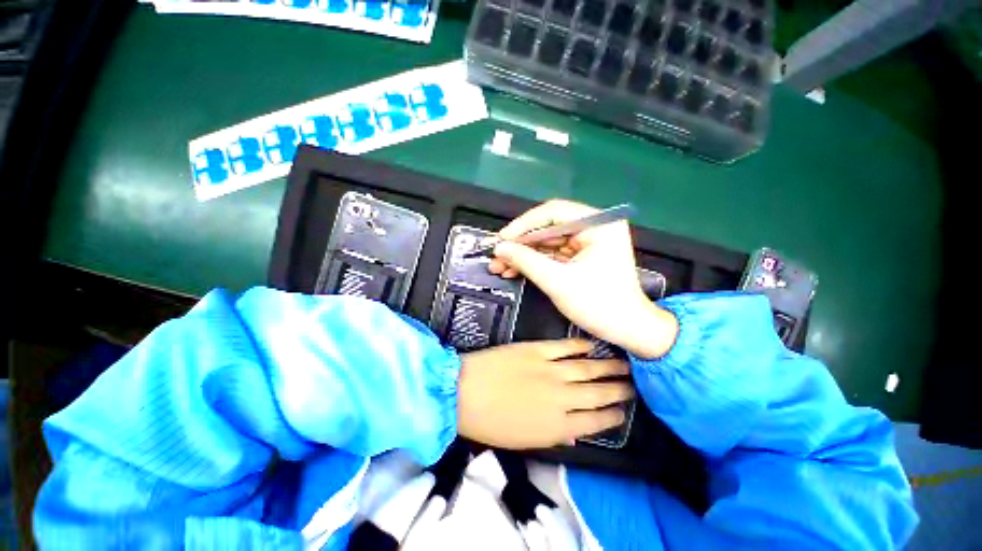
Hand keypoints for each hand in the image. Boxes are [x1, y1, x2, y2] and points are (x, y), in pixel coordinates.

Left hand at [457, 339, 633, 448]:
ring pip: (587, 368)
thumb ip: (553, 434)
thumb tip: (574, 430)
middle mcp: (561, 398)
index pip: (595, 422)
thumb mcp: (523, 441)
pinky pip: (564, 347)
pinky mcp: (537, 350)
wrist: (464, 392)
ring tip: (625, 365)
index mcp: (557, 426)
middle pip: (598, 394)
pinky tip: (592, 345)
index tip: (624, 412)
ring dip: (608, 367)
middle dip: (619, 390)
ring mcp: (550, 370)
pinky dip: (580, 346)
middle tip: (634, 386)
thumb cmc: (490, 423)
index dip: (613, 416)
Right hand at [488, 199, 678, 358]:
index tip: (501, 239)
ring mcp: (587, 241)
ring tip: (499, 267)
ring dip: (523, 254)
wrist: (627, 330)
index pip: (554, 212)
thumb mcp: (558, 282)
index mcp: (599, 225)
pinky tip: (513, 270)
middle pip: (548, 227)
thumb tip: (499, 247)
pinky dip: (533, 262)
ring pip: (546, 241)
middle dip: (520, 244)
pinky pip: (551, 253)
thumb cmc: (598, 305)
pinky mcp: (581, 255)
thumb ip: (526, 261)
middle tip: (496, 255)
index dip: (524, 225)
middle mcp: (594, 227)